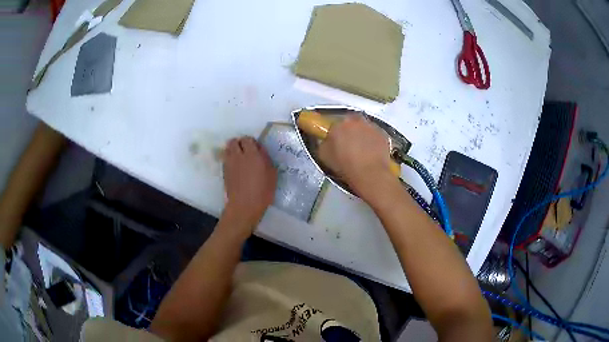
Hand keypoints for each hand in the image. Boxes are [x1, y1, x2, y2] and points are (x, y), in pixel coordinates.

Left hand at [222, 136, 276, 230]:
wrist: (244, 206)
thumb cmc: (262, 192)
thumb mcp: (272, 174)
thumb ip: (266, 159)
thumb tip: (260, 151)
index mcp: (252, 154)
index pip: (248, 139)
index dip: (252, 142)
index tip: (257, 149)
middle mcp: (238, 156)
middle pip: (234, 141)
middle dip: (240, 144)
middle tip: (247, 152)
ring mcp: (229, 163)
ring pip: (228, 149)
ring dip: (233, 150)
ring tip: (240, 159)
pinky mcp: (224, 171)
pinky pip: (226, 159)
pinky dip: (230, 159)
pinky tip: (237, 168)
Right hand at [318, 115, 396, 198]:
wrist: (370, 173)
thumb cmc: (345, 165)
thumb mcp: (323, 156)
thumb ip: (324, 144)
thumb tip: (328, 142)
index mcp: (338, 124)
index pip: (334, 126)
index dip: (335, 135)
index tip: (336, 143)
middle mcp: (355, 120)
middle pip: (350, 123)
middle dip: (349, 132)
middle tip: (349, 146)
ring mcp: (371, 126)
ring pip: (364, 128)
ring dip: (362, 135)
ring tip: (361, 150)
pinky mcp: (383, 134)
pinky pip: (375, 135)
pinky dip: (373, 141)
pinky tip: (371, 153)